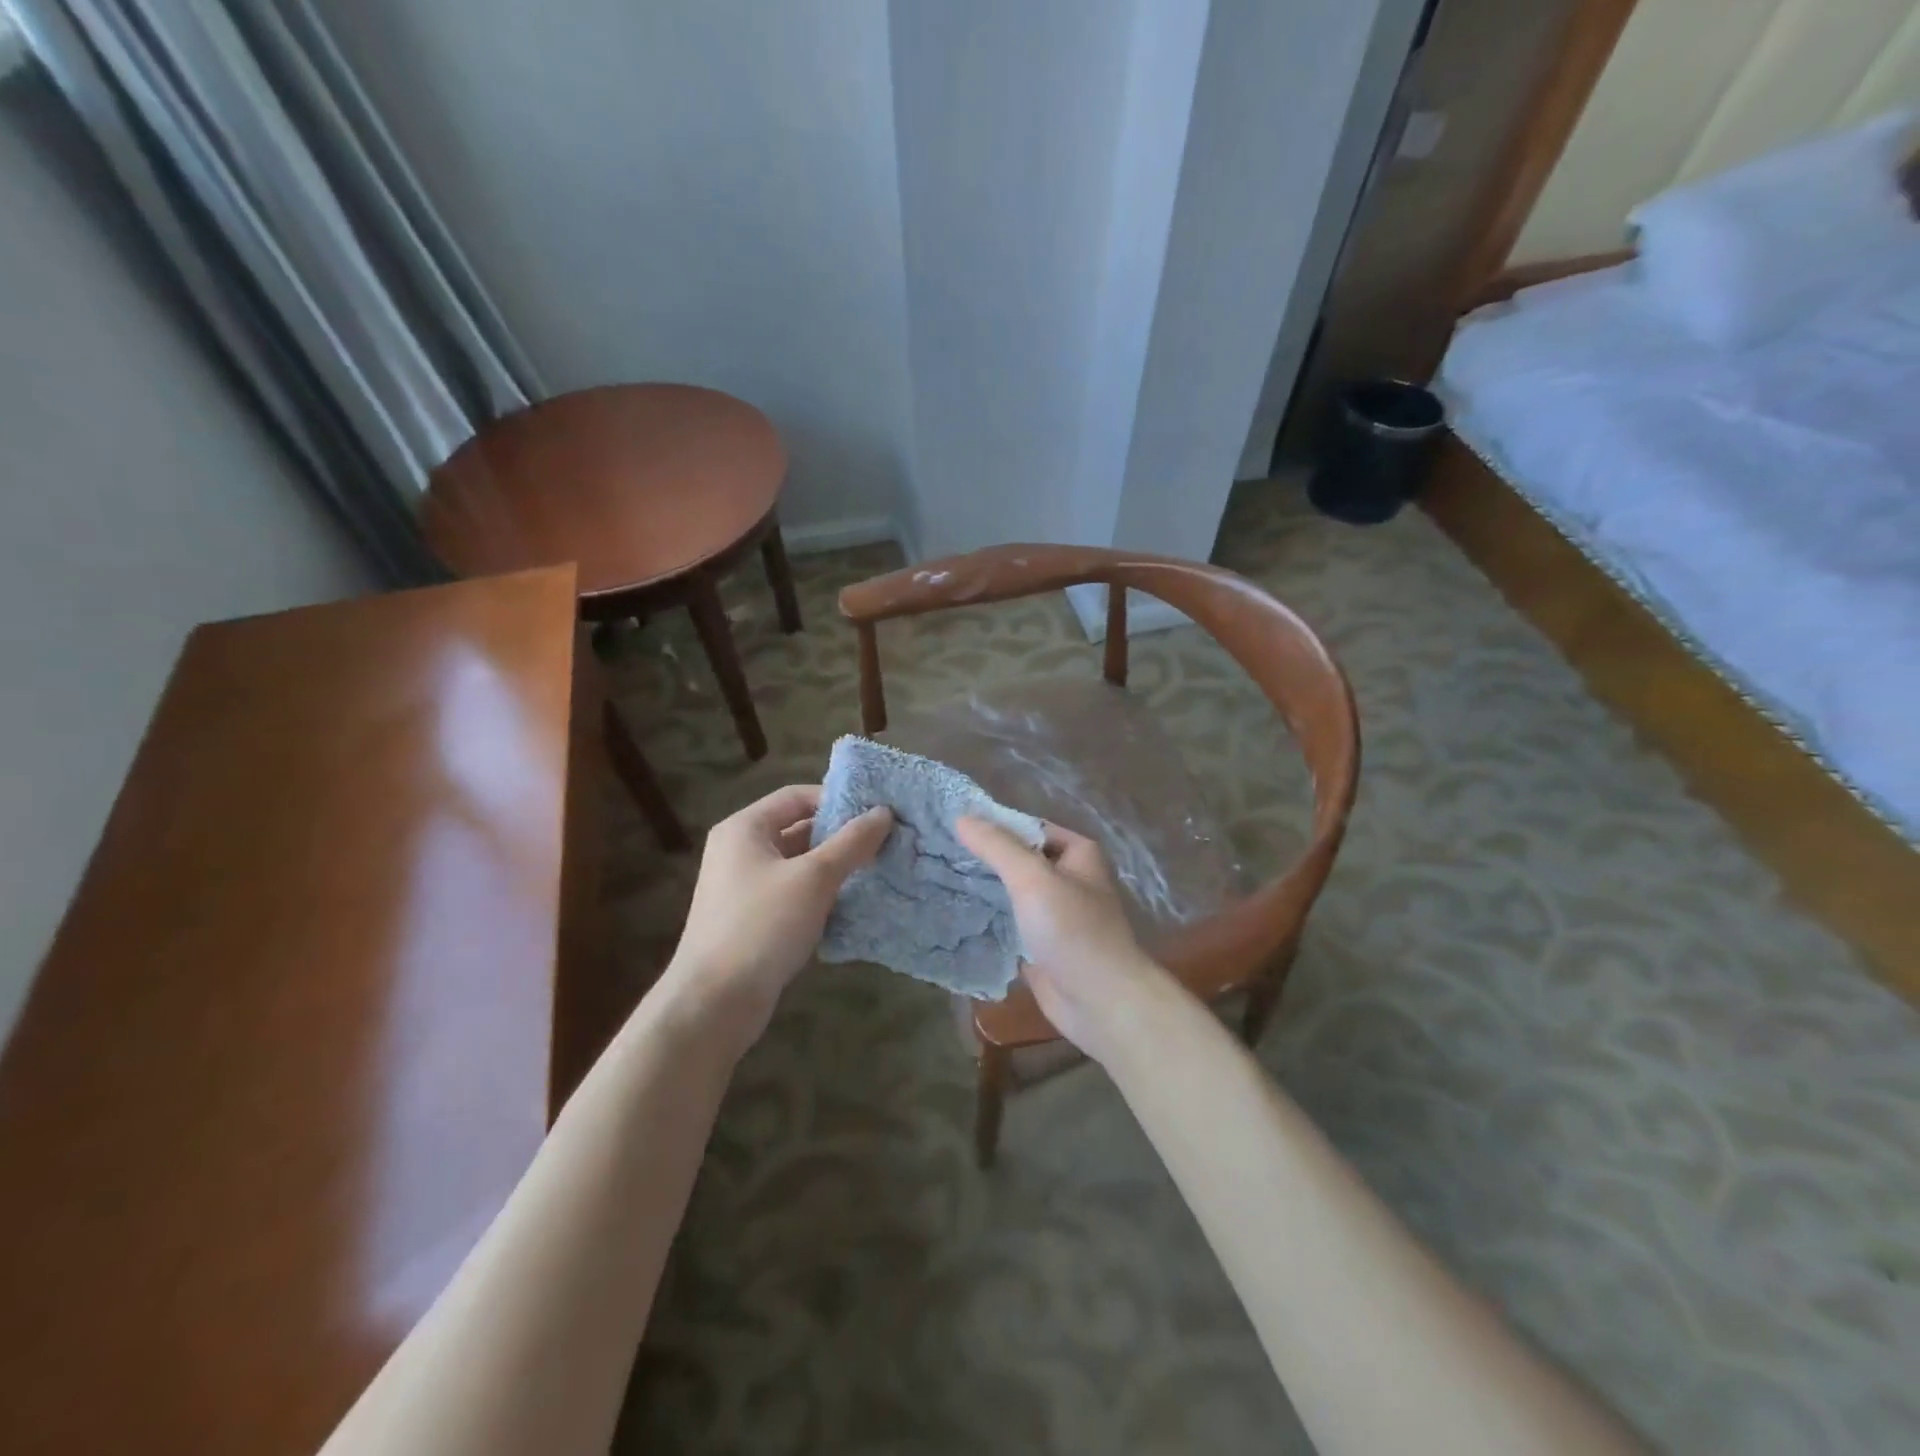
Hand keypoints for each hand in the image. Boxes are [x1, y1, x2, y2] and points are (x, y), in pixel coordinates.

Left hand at [661, 785, 891, 1042]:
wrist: (714, 1003)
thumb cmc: (762, 926)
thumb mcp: (814, 878)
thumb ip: (851, 842)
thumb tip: (884, 813)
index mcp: (745, 829)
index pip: (797, 796)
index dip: (837, 799)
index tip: (876, 812)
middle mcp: (740, 851)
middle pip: (798, 829)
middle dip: (841, 835)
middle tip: (885, 841)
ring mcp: (744, 887)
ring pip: (799, 864)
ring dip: (835, 867)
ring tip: (877, 869)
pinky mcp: (753, 920)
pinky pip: (794, 894)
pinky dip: (821, 894)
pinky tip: (853, 904)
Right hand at [955, 817, 1172, 1062]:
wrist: (1101, 1002)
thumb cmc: (1073, 930)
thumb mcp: (1033, 878)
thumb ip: (997, 846)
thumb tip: (962, 817)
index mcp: (1077, 854)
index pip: (1028, 828)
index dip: (993, 826)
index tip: (951, 826)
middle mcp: (1068, 880)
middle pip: (1018, 861)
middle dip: (983, 859)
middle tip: (937, 852)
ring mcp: (1054, 915)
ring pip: (1011, 894)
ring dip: (982, 890)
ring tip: (936, 879)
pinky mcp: (1040, 946)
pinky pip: (1008, 925)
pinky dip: (986, 921)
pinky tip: (952, 914)